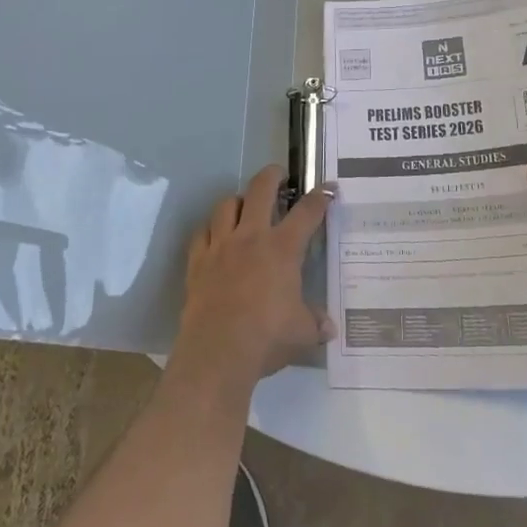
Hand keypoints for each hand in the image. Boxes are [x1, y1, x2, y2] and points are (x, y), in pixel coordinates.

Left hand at [168, 166, 333, 402]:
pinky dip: (211, 229)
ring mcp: (221, 245)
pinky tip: (216, 236)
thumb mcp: (302, 333)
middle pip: (261, 189)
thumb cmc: (266, 338)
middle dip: (272, 175)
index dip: (321, 198)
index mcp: (282, 249)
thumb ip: (316, 324)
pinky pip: (202, 232)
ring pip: (227, 204)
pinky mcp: (198, 260)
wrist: (217, 352)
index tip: (329, 189)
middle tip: (279, 175)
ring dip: (239, 200)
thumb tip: (329, 327)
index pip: (307, 212)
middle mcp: (251, 237)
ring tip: (245, 205)